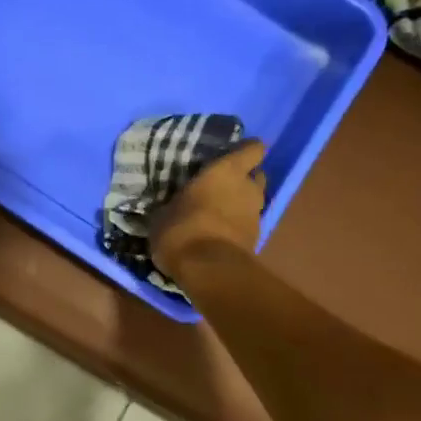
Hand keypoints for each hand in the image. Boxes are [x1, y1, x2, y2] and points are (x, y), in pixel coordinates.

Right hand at [149, 139, 266, 284]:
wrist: (207, 270)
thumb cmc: (182, 229)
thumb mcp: (163, 214)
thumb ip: (174, 204)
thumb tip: (168, 205)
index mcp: (226, 171)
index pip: (252, 150)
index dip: (247, 150)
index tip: (234, 153)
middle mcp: (247, 188)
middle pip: (257, 176)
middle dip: (245, 179)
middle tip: (223, 185)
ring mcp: (256, 215)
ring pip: (254, 202)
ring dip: (242, 204)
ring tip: (220, 211)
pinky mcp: (256, 240)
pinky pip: (248, 225)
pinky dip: (238, 226)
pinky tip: (220, 233)